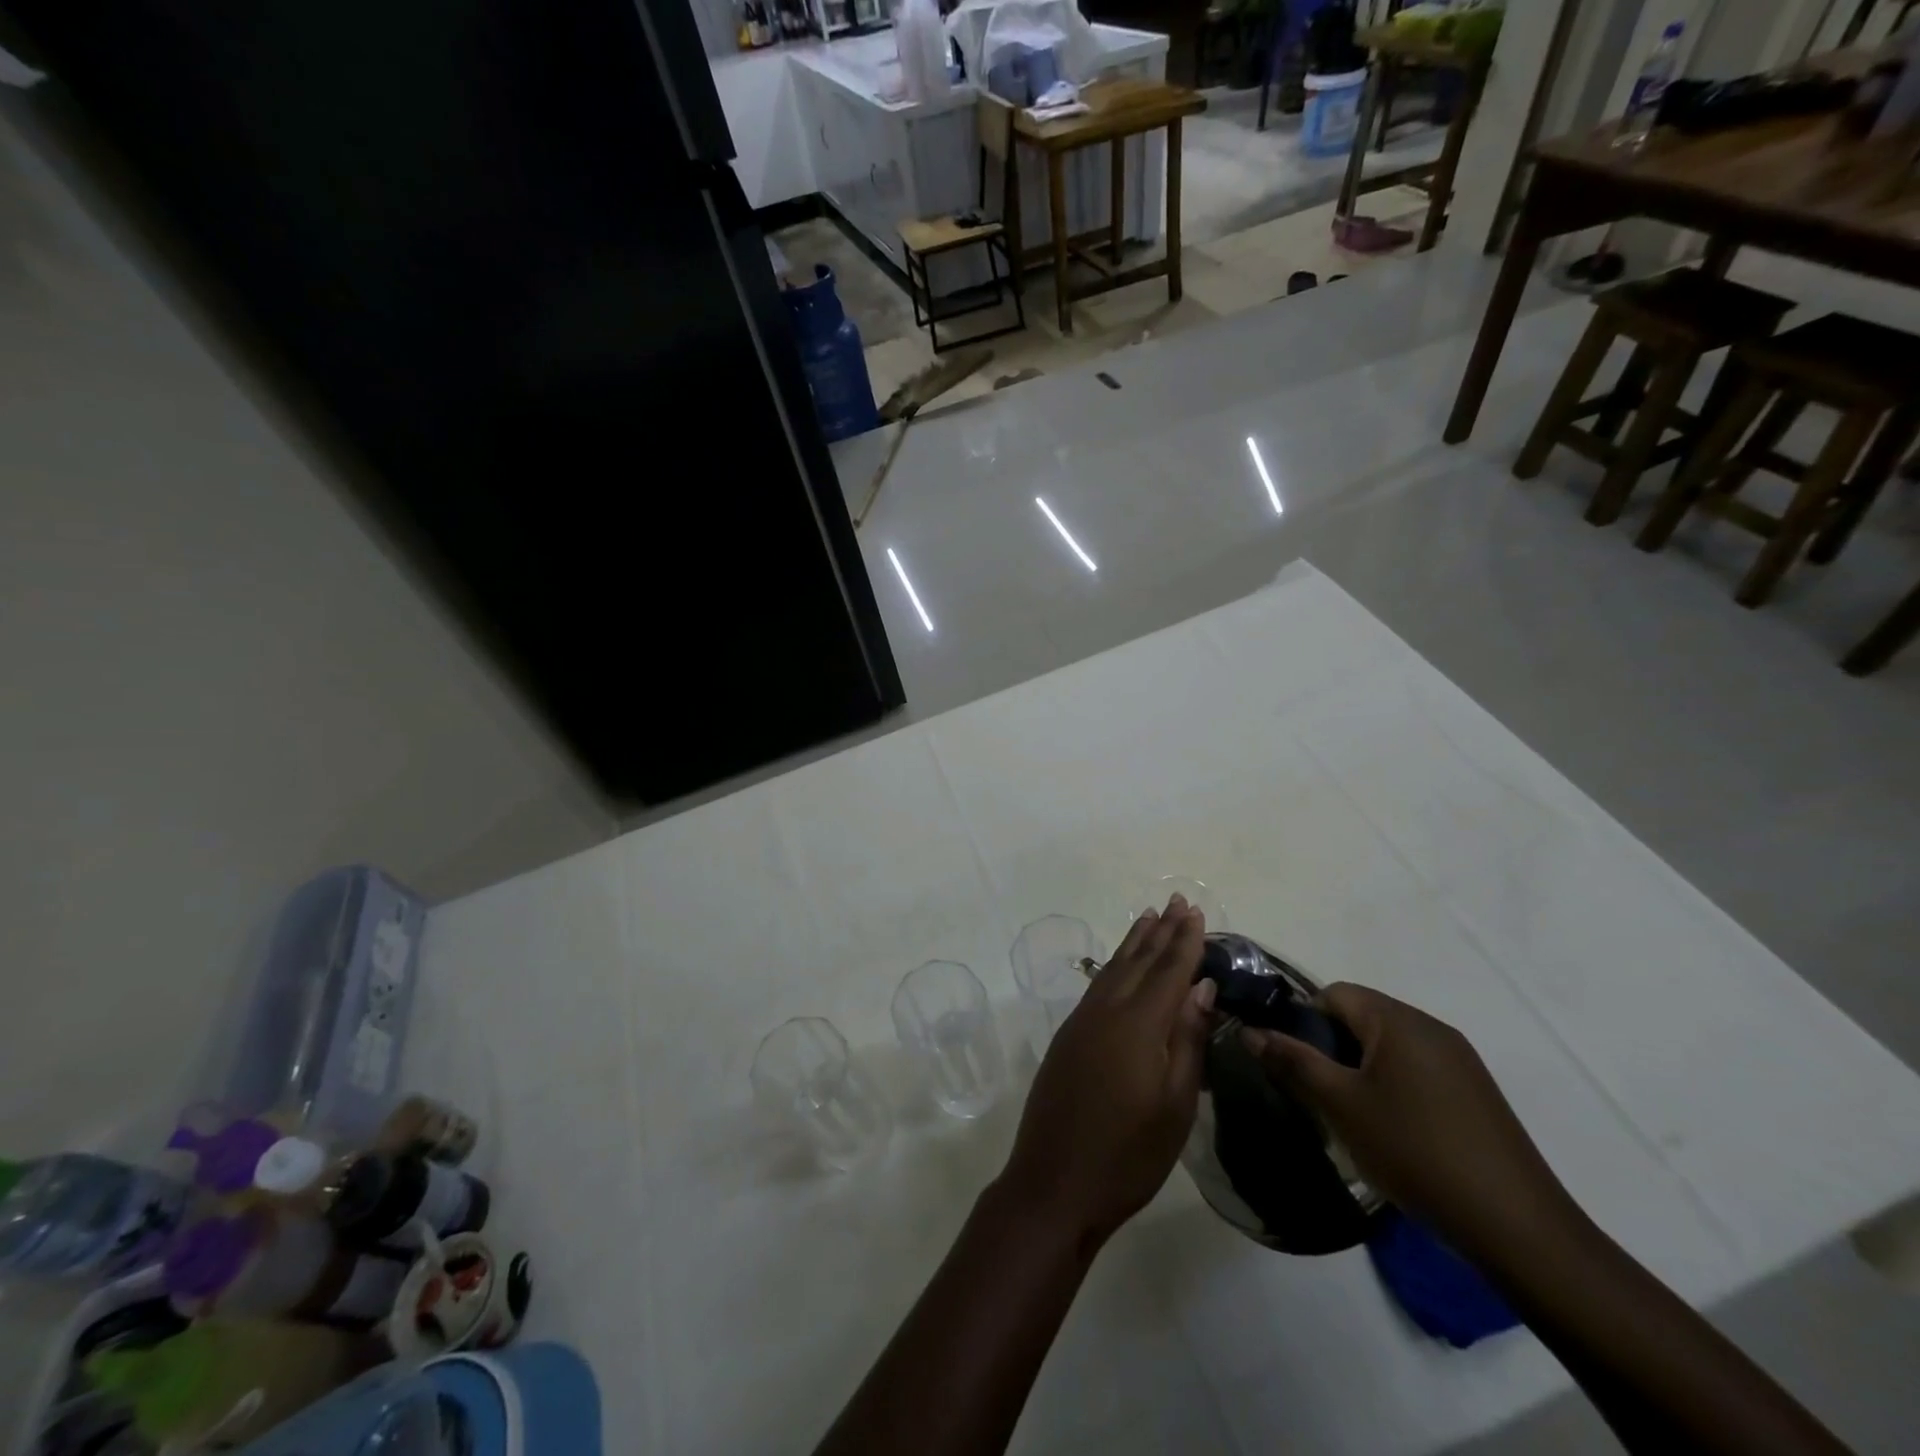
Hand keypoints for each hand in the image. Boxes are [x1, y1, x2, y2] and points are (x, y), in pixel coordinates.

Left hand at [998, 896, 1217, 1248]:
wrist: (1053, 1183)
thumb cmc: (1127, 1155)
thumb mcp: (1174, 1106)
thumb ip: (1186, 1040)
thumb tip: (1200, 987)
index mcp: (1138, 1025)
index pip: (1168, 971)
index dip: (1184, 941)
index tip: (1195, 912)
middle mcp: (1106, 1010)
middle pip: (1138, 961)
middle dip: (1160, 931)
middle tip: (1176, 902)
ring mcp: (1081, 1021)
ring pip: (1113, 969)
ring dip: (1134, 942)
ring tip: (1149, 918)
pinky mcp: (1068, 1036)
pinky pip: (1097, 986)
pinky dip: (1114, 966)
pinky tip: (1120, 966)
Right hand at [1242, 983, 1581, 1270]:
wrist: (1517, 1227)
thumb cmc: (1415, 1151)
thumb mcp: (1340, 1105)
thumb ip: (1293, 1061)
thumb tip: (1251, 1030)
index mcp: (1398, 1020)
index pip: (1335, 993)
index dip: (1304, 1020)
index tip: (1293, 1062)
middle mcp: (1431, 1027)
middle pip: (1362, 1017)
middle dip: (1331, 1047)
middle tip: (1317, 1093)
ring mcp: (1460, 1060)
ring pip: (1389, 1046)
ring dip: (1361, 1070)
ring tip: (1351, 1116)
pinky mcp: (1476, 1093)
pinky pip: (1417, 1070)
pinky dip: (1393, 1087)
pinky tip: (1393, 1132)